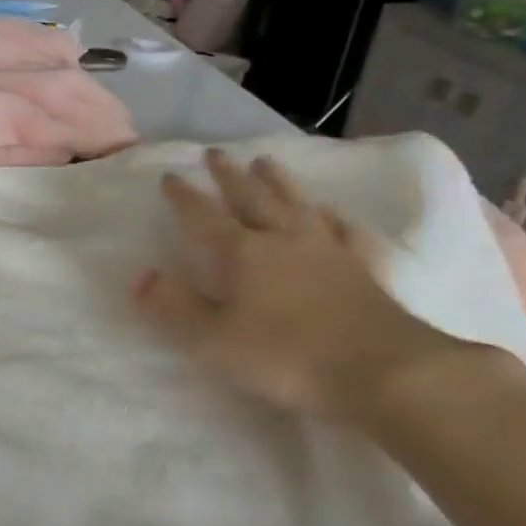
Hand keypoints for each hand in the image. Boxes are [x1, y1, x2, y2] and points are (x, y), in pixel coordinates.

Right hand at [132, 149, 467, 421]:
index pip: (203, 216)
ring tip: (266, 162)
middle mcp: (282, 239)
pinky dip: (335, 218)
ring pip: (297, 204)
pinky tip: (333, 213)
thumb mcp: (213, 340)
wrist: (386, 371)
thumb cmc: (287, 356)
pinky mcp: (366, 268)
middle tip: (216, 153)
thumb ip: (174, 307)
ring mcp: (329, 250)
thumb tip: (140, 276)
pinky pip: (346, 232)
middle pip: (252, 198)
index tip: (169, 177)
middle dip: (230, 176)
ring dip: (278, 182)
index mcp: (242, 253)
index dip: (184, 197)